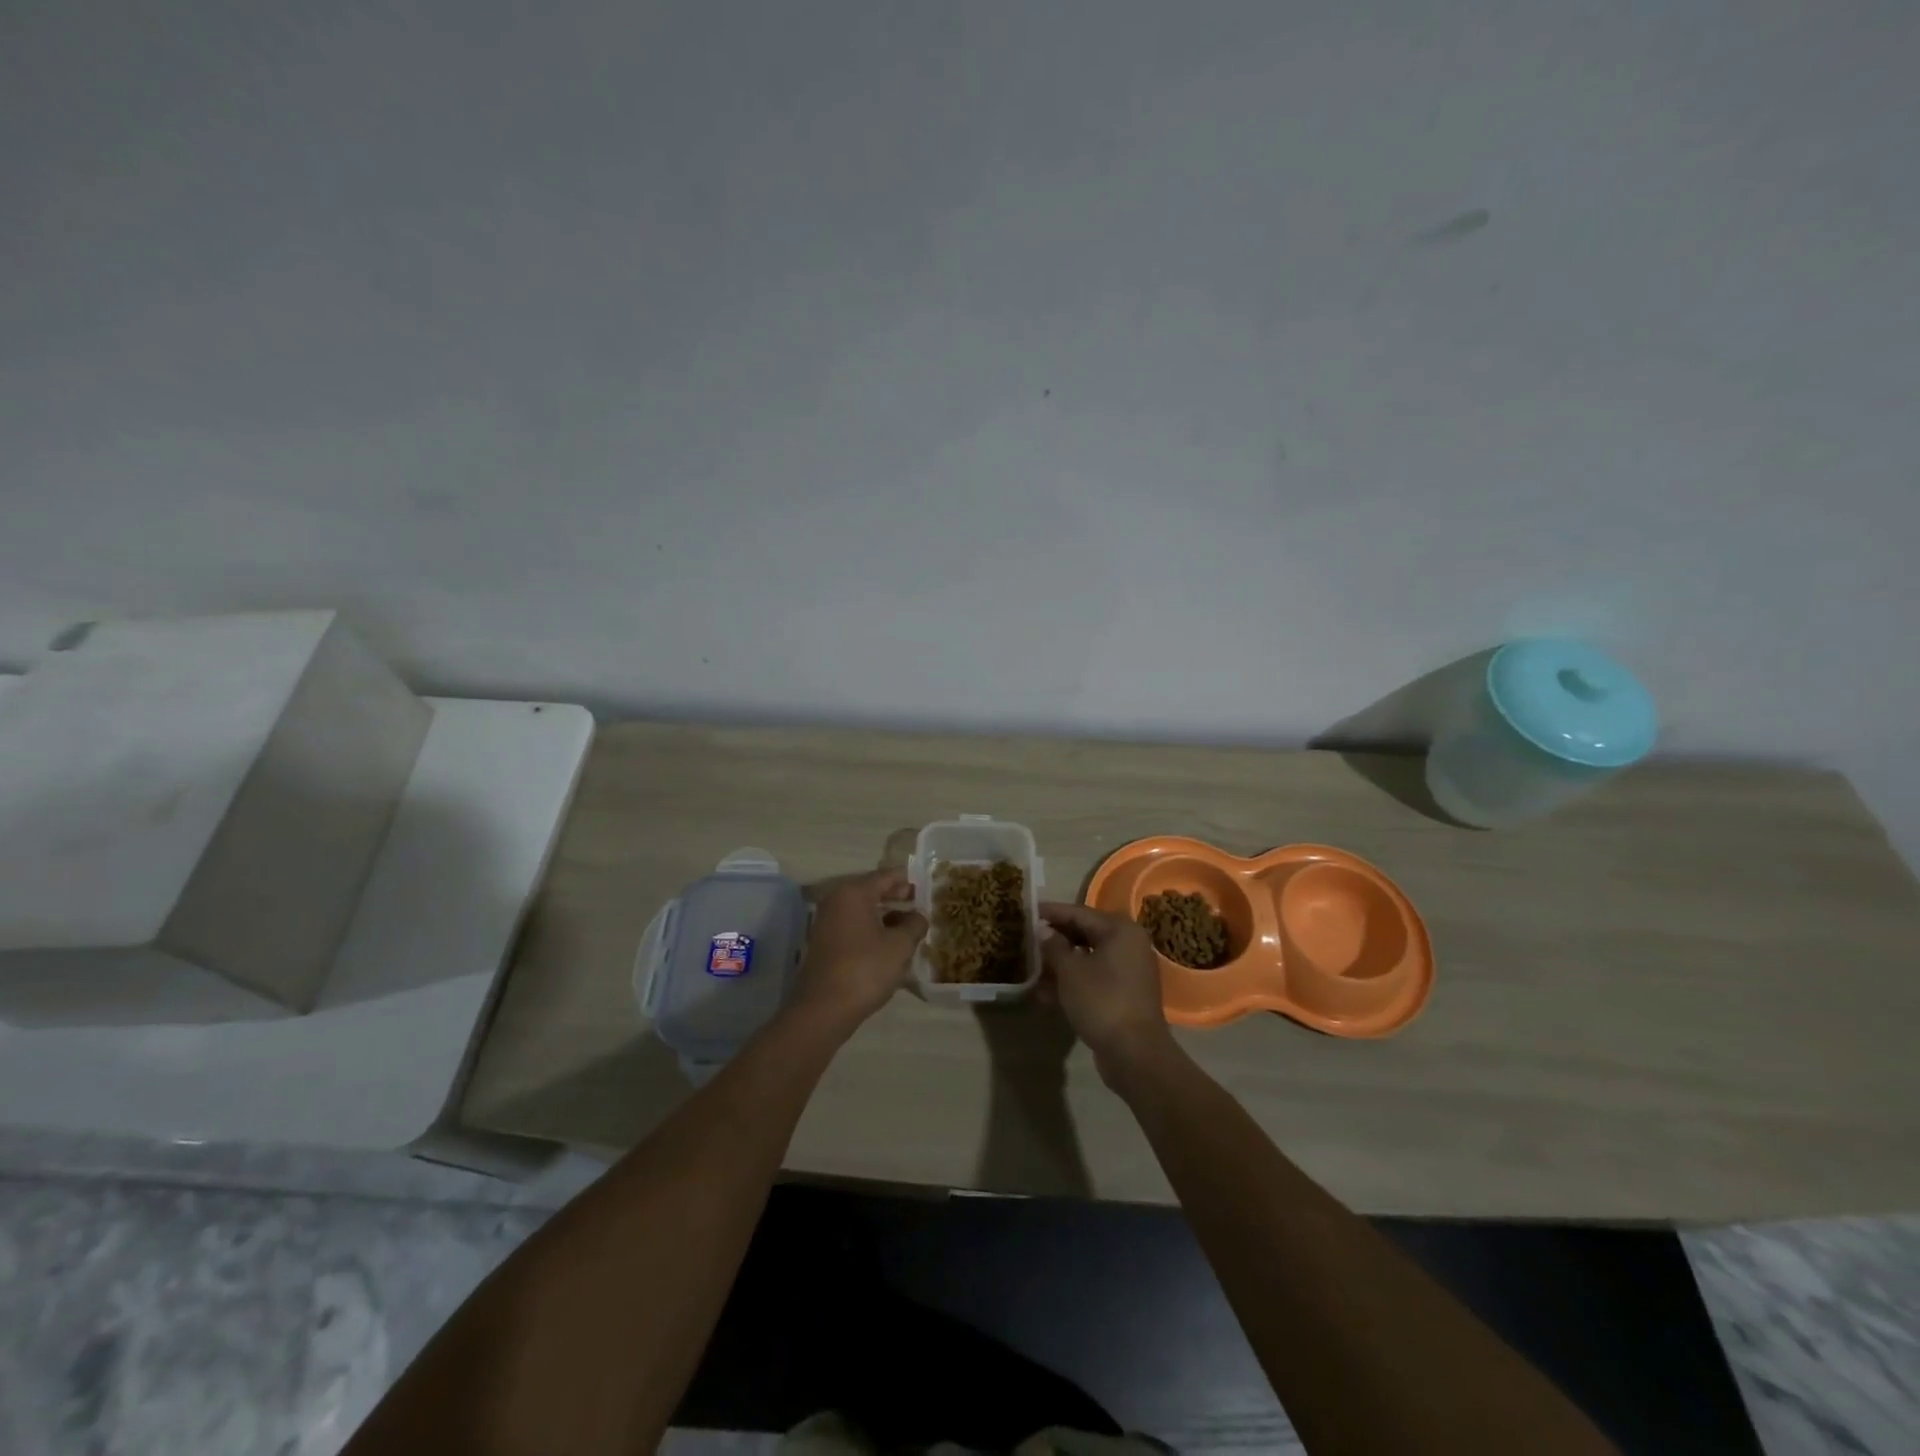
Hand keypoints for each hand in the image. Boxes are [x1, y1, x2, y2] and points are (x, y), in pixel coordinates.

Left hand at [790, 869, 927, 1036]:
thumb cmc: (866, 969)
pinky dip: (873, 929)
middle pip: (873, 891)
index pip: (887, 876)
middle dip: (898, 897)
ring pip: (864, 910)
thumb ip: (914, 924)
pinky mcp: (826, 943)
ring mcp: (828, 922)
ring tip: (911, 926)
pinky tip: (891, 944)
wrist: (824, 1009)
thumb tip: (919, 916)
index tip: (928, 885)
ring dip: (887, 915)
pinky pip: (855, 926)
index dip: (909, 880)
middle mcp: (837, 900)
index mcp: (854, 892)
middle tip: (922, 905)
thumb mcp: (900, 945)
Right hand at [1039, 902, 1176, 1077]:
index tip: (1027, 911)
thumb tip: (1043, 930)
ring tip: (1031, 967)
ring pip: (1088, 958)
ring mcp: (1129, 970)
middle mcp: (1129, 944)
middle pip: (1085, 934)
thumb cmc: (1101, 1001)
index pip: (1079, 913)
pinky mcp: (1125, 993)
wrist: (1134, 1053)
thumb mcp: (1070, 971)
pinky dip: (1073, 981)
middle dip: (1055, 939)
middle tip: (1027, 938)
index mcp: (1120, 930)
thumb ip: (1054, 946)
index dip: (1051, 912)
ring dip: (1061, 963)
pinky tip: (1045, 993)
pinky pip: (1095, 978)